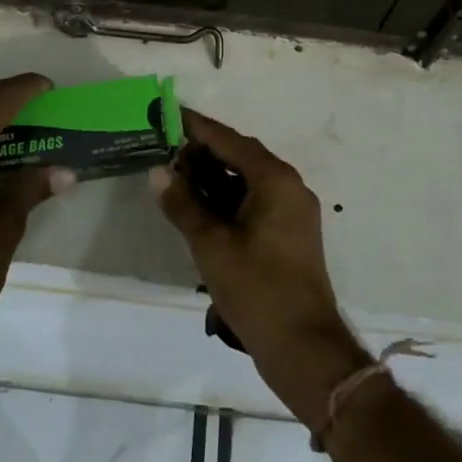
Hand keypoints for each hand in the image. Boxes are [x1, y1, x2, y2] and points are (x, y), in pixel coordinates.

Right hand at [153, 110, 370, 426]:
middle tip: (165, 154)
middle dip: (203, 154)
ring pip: (248, 181)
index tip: (168, 113)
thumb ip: (183, 204)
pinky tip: (200, 211)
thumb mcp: (211, 244)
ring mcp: (293, 212)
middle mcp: (289, 187)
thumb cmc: (256, 289)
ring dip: (214, 179)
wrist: (303, 347)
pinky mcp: (290, 235)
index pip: (230, 141)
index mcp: (275, 180)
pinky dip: (228, 201)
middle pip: (241, 157)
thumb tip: (159, 172)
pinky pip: (256, 202)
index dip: (197, 127)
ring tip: (176, 182)